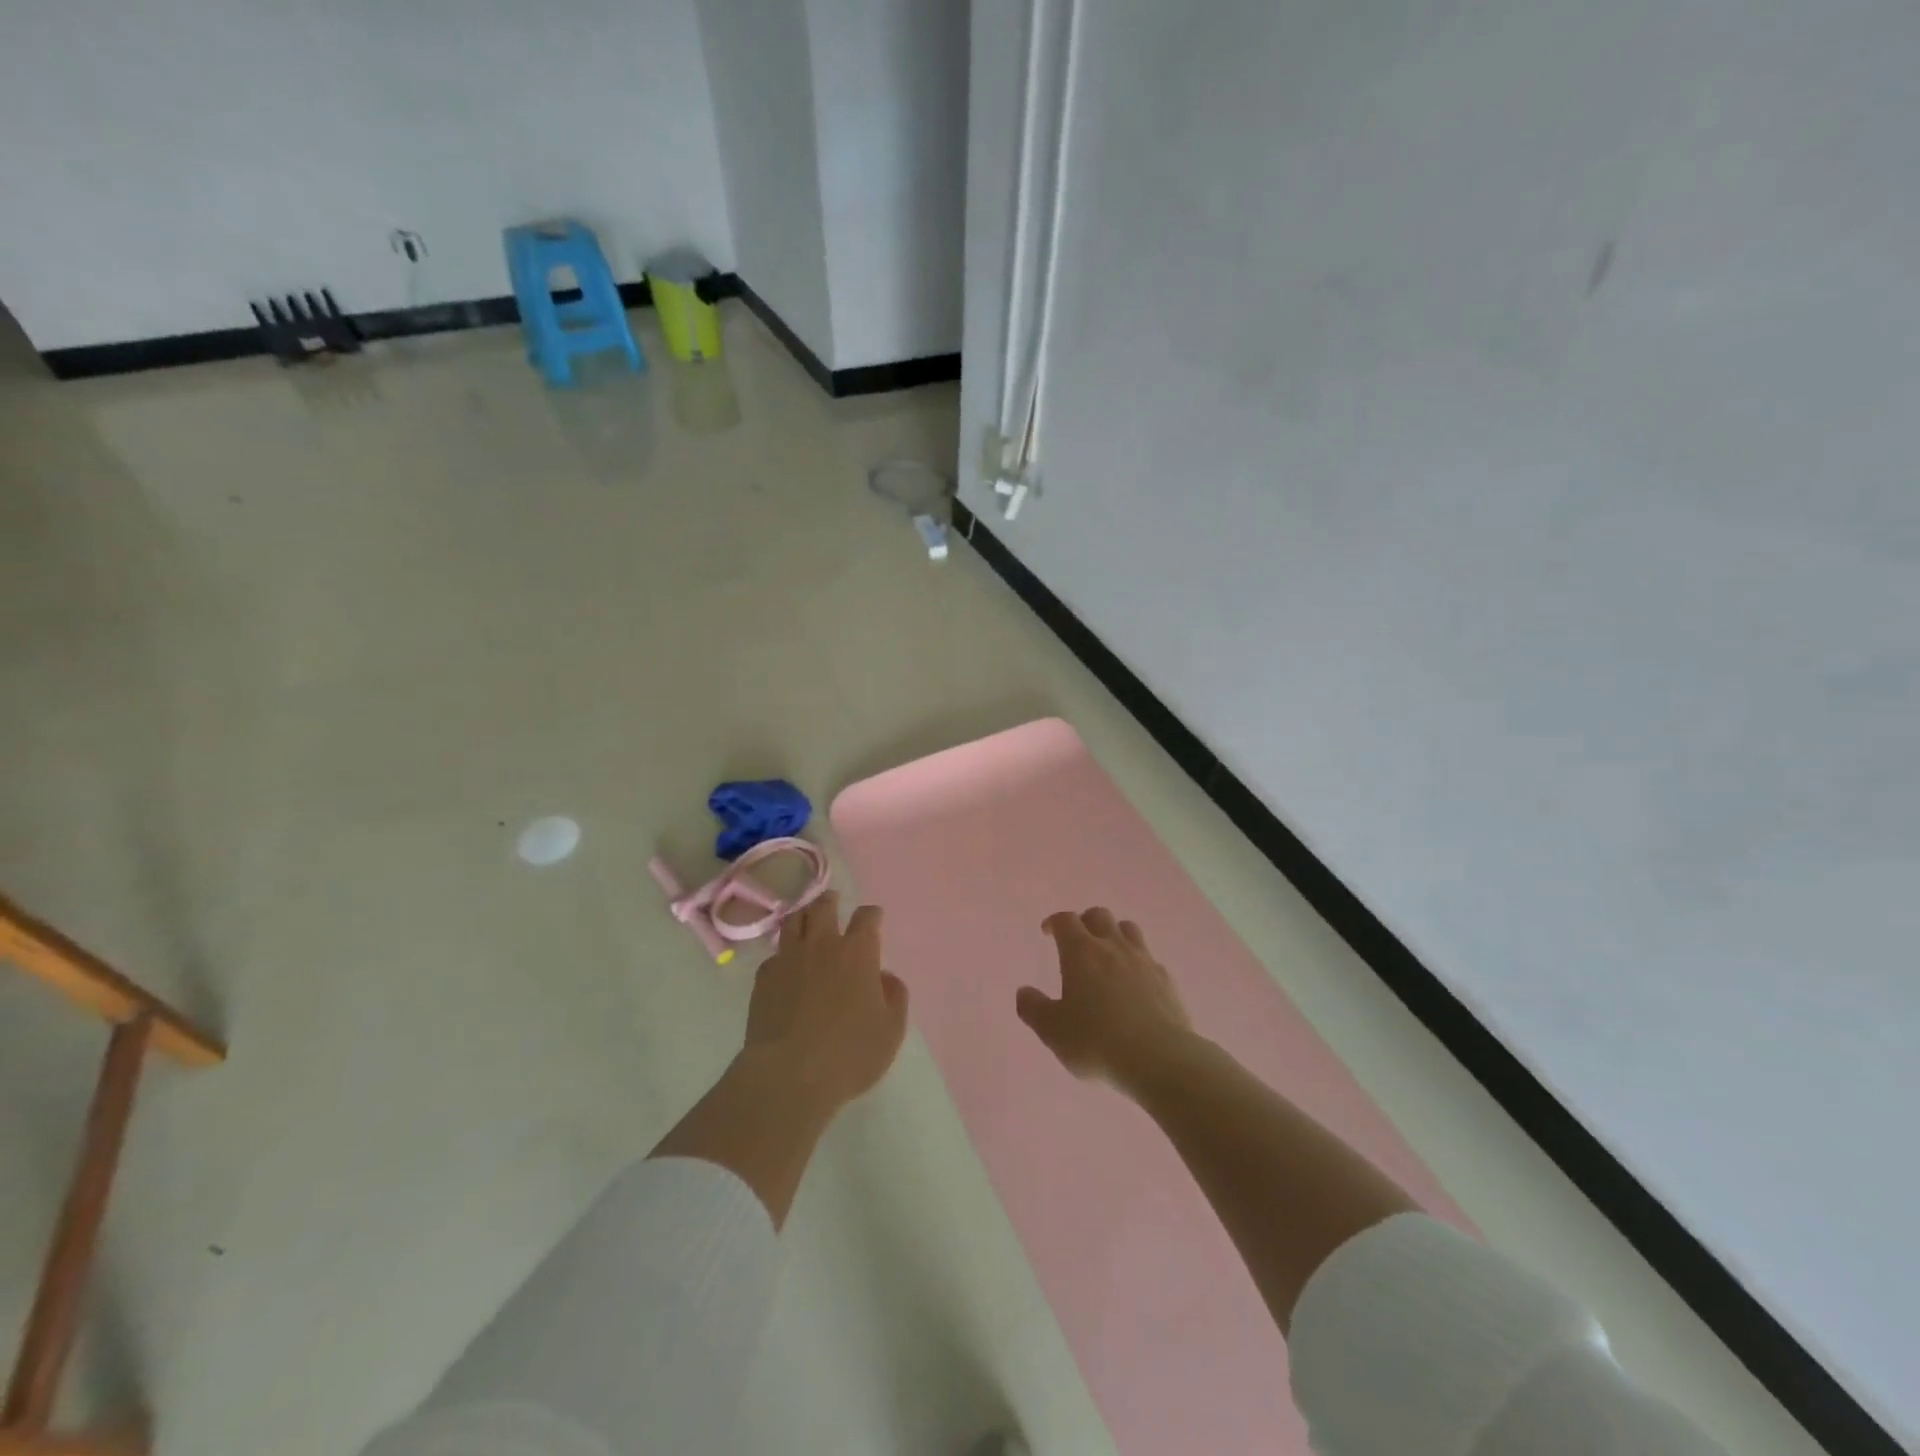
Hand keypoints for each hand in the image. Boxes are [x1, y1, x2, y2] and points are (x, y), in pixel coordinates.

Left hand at [743, 891, 909, 1113]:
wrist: (788, 1075)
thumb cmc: (849, 1054)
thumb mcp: (891, 1030)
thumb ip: (894, 997)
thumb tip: (884, 977)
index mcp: (857, 953)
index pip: (866, 918)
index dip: (872, 914)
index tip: (874, 916)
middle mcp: (822, 945)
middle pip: (823, 907)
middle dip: (831, 901)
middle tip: (833, 901)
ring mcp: (788, 959)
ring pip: (793, 922)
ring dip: (803, 916)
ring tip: (807, 920)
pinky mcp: (763, 979)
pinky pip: (774, 955)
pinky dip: (783, 954)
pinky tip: (785, 964)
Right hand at [1016, 908, 1193, 1092]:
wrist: (1159, 1059)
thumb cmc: (1096, 1042)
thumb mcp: (1053, 1031)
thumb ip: (1034, 1008)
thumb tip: (1023, 992)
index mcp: (1081, 952)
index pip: (1065, 920)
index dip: (1055, 922)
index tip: (1048, 932)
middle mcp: (1113, 947)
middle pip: (1099, 915)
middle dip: (1085, 922)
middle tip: (1078, 941)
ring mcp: (1144, 961)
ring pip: (1129, 929)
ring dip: (1115, 934)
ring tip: (1108, 955)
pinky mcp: (1167, 980)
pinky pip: (1150, 958)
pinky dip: (1138, 962)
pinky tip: (1136, 984)